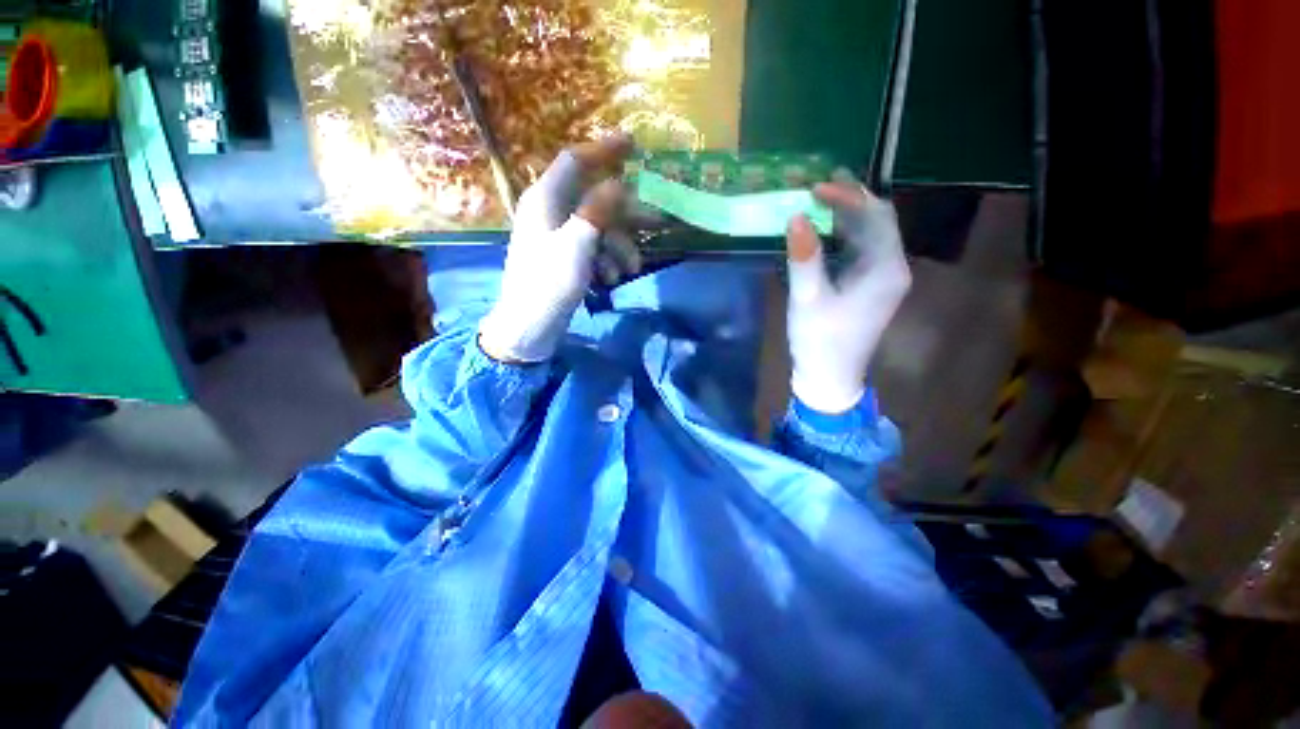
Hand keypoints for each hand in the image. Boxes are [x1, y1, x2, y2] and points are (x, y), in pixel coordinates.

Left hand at [478, 135, 640, 362]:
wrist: (529, 327)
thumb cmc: (549, 284)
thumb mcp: (577, 245)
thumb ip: (597, 210)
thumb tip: (617, 183)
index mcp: (546, 199)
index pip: (575, 160)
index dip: (604, 149)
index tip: (633, 142)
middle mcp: (551, 210)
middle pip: (595, 198)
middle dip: (627, 213)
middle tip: (660, 222)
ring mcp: (557, 235)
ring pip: (598, 227)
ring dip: (619, 246)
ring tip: (632, 269)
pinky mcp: (564, 257)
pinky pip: (592, 248)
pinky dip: (606, 260)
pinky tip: (611, 279)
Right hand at [785, 172, 910, 413]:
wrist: (830, 376)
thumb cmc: (820, 340)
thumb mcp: (808, 299)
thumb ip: (804, 257)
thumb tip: (795, 216)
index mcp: (885, 268)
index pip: (875, 216)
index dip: (848, 195)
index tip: (815, 186)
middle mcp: (892, 268)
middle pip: (879, 220)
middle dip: (853, 198)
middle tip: (823, 181)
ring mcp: (883, 278)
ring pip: (871, 234)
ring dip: (849, 214)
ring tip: (823, 196)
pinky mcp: (870, 287)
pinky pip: (862, 250)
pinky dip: (845, 234)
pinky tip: (826, 228)